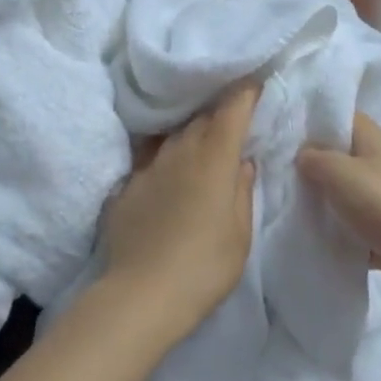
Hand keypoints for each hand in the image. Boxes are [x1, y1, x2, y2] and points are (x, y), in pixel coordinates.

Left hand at [98, 84, 258, 344]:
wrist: (140, 295)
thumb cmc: (204, 266)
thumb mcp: (240, 233)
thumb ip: (242, 190)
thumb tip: (241, 161)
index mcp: (214, 158)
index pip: (232, 108)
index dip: (245, 93)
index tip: (255, 86)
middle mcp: (180, 150)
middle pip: (202, 117)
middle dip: (219, 113)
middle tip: (232, 119)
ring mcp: (149, 165)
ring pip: (174, 135)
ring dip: (190, 133)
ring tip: (200, 143)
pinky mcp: (126, 185)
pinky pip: (150, 158)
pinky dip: (165, 158)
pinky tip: (168, 174)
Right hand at [298, 114, 380, 312]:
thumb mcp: (340, 173)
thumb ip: (315, 158)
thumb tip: (301, 154)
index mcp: (374, 141)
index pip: (342, 117)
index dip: (314, 119)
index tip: (283, 128)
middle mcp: (379, 164)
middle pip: (339, 155)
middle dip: (311, 161)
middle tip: (275, 167)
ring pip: (342, 191)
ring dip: (320, 197)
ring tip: (283, 199)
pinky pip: (350, 224)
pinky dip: (332, 228)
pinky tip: (306, 233)